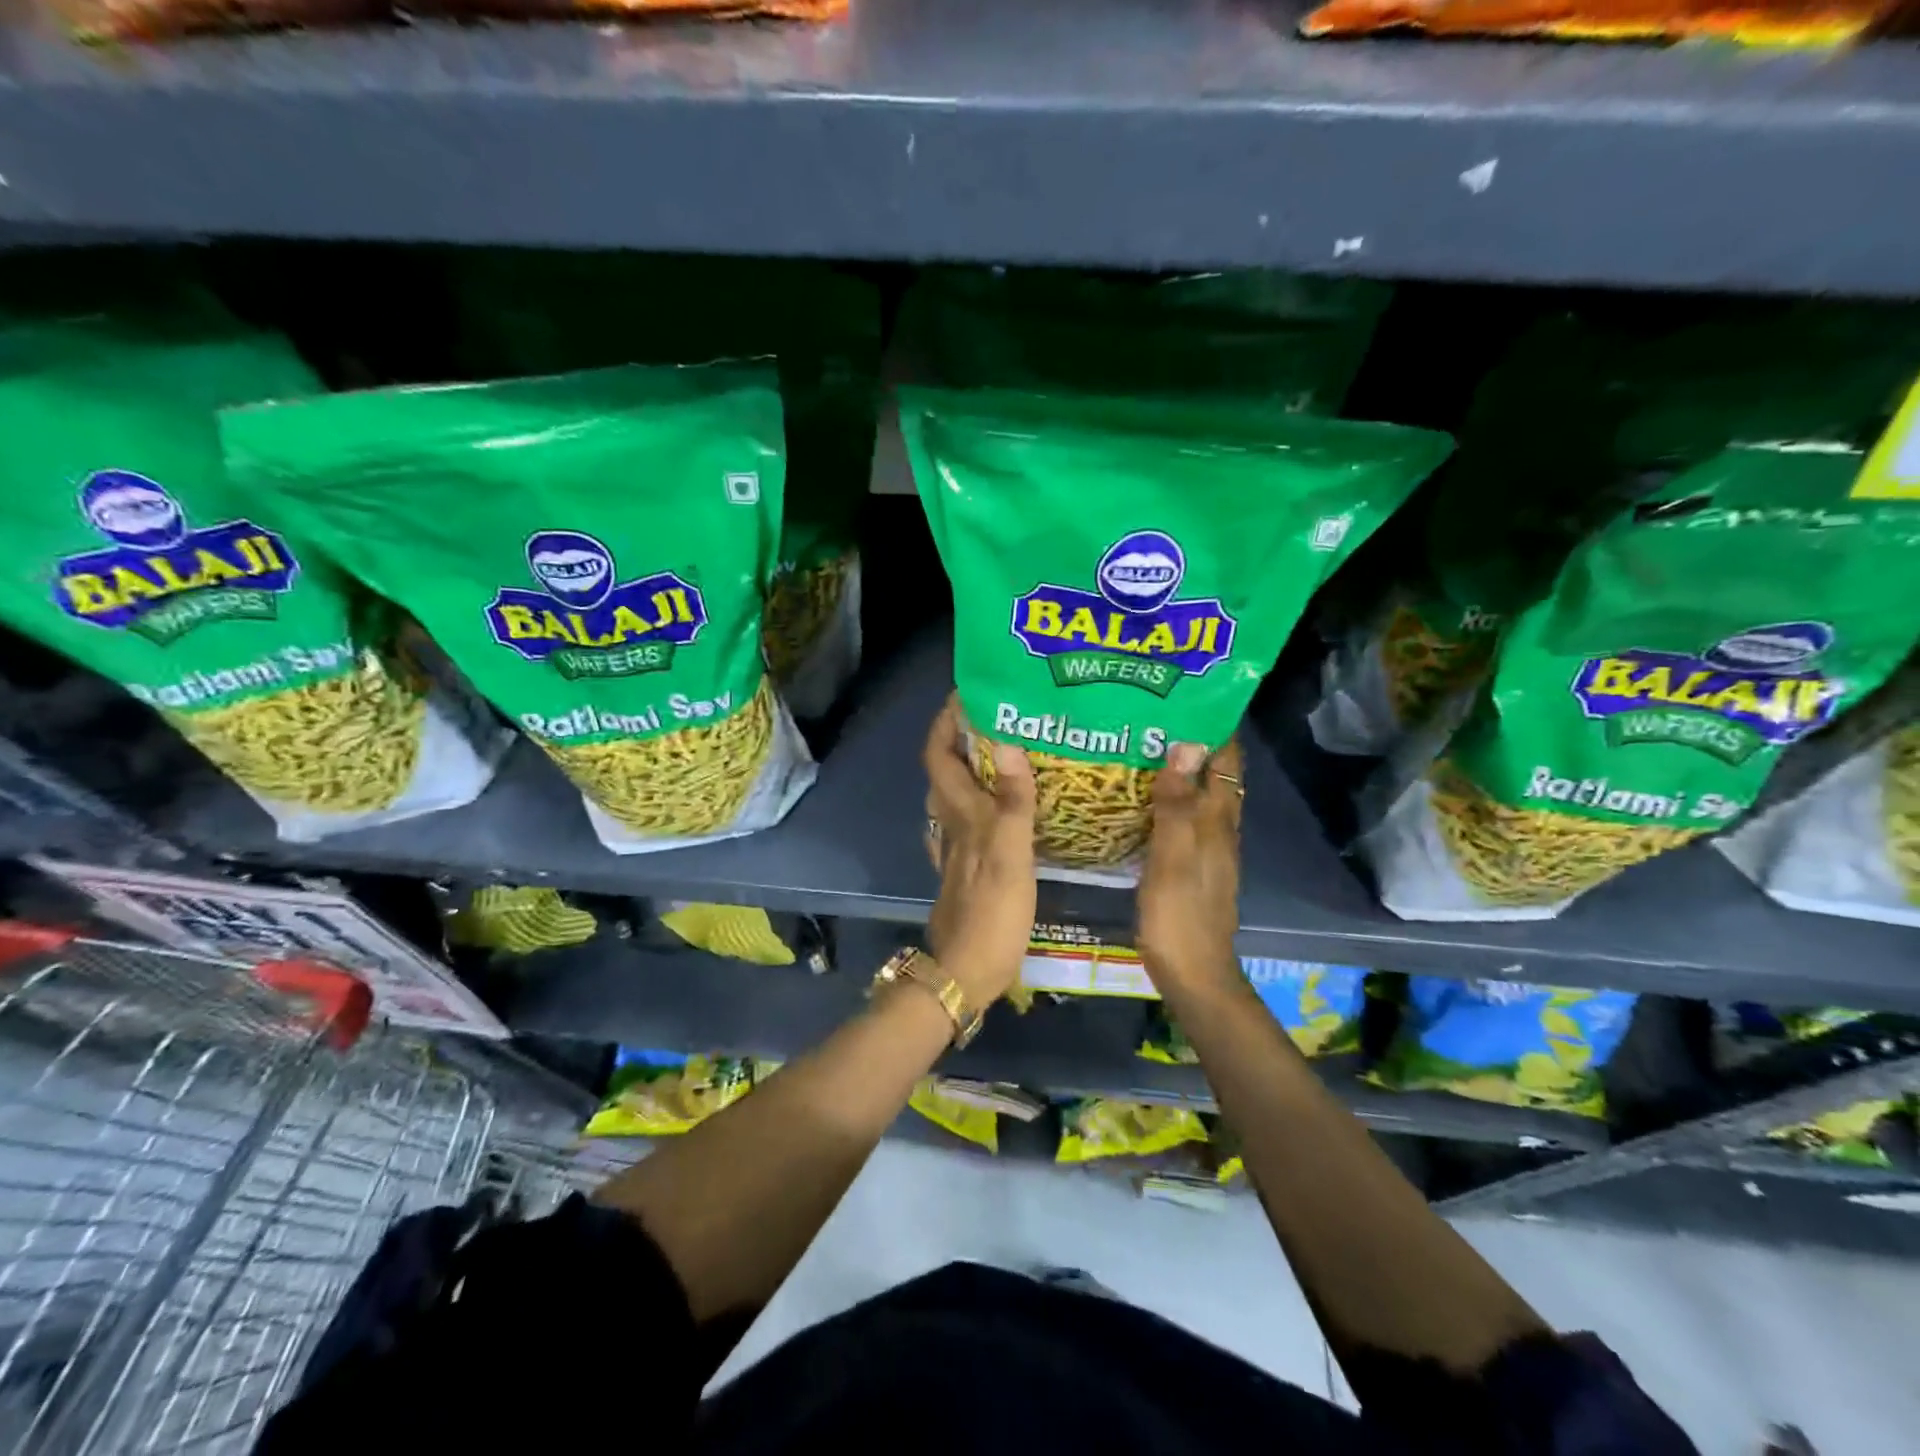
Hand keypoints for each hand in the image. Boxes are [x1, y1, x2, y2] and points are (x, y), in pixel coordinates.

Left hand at [922, 695, 1036, 1006]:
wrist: (966, 971)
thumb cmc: (992, 912)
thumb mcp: (1011, 853)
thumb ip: (1013, 799)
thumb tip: (1007, 740)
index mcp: (959, 813)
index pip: (938, 754)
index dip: (945, 722)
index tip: (967, 693)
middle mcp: (950, 823)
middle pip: (945, 769)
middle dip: (963, 737)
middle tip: (1001, 717)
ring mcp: (955, 847)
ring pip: (957, 795)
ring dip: (974, 768)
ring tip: (1010, 752)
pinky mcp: (966, 868)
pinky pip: (969, 821)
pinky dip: (982, 802)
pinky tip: (1004, 806)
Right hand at [1136, 738, 1242, 990]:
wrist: (1193, 974)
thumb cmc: (1180, 915)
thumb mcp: (1173, 857)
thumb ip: (1177, 804)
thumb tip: (1184, 745)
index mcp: (1218, 822)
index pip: (1226, 762)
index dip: (1215, 728)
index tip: (1188, 696)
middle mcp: (1218, 829)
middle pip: (1214, 775)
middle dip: (1192, 742)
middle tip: (1152, 714)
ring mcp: (1206, 849)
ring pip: (1197, 796)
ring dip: (1179, 769)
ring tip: (1141, 744)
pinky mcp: (1191, 865)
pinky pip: (1182, 818)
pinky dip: (1168, 798)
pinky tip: (1140, 797)